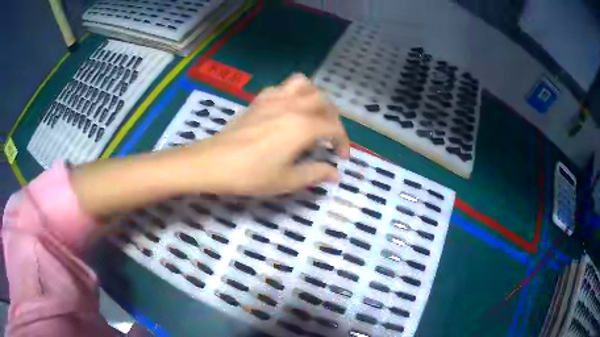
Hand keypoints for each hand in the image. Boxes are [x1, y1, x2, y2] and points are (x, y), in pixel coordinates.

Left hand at [174, 74, 349, 195]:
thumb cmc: (251, 174)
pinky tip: (287, 109)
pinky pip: (281, 87)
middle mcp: (293, 106)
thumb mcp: (287, 180)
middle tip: (329, 138)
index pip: (334, 128)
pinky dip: (291, 93)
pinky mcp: (259, 101)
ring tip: (313, 115)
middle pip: (324, 102)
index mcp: (303, 126)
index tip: (341, 158)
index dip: (343, 143)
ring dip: (315, 97)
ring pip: (304, 85)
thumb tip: (335, 173)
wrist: (214, 162)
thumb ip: (316, 174)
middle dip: (333, 119)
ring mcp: (274, 100)